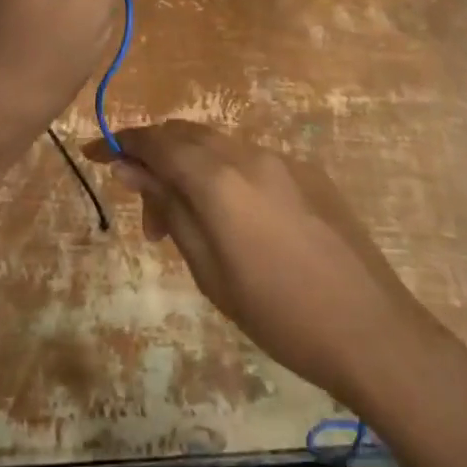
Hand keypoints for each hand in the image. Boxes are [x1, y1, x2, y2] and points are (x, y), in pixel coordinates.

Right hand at [90, 121, 455, 413]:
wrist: (373, 331)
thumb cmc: (278, 314)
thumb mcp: (209, 270)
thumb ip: (170, 209)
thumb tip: (130, 168)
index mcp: (219, 179)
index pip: (156, 142)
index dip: (121, 143)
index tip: (94, 154)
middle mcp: (249, 155)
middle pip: (187, 134)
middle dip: (156, 159)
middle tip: (148, 213)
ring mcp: (284, 160)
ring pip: (220, 146)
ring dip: (192, 170)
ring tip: (190, 226)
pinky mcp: (310, 173)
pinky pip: (252, 161)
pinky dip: (227, 176)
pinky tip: (236, 222)